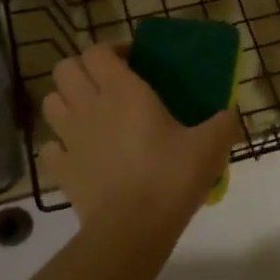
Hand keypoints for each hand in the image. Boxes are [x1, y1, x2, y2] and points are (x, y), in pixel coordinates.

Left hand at [39, 45, 237, 240]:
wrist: (132, 229)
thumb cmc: (170, 177)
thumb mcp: (210, 146)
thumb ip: (223, 122)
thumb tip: (230, 113)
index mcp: (123, 91)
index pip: (98, 51)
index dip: (112, 50)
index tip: (134, 61)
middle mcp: (90, 105)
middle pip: (65, 68)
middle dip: (83, 70)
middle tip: (109, 84)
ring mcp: (69, 138)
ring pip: (50, 102)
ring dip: (67, 101)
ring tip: (91, 114)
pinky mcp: (60, 170)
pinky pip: (49, 147)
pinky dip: (60, 145)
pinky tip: (79, 153)